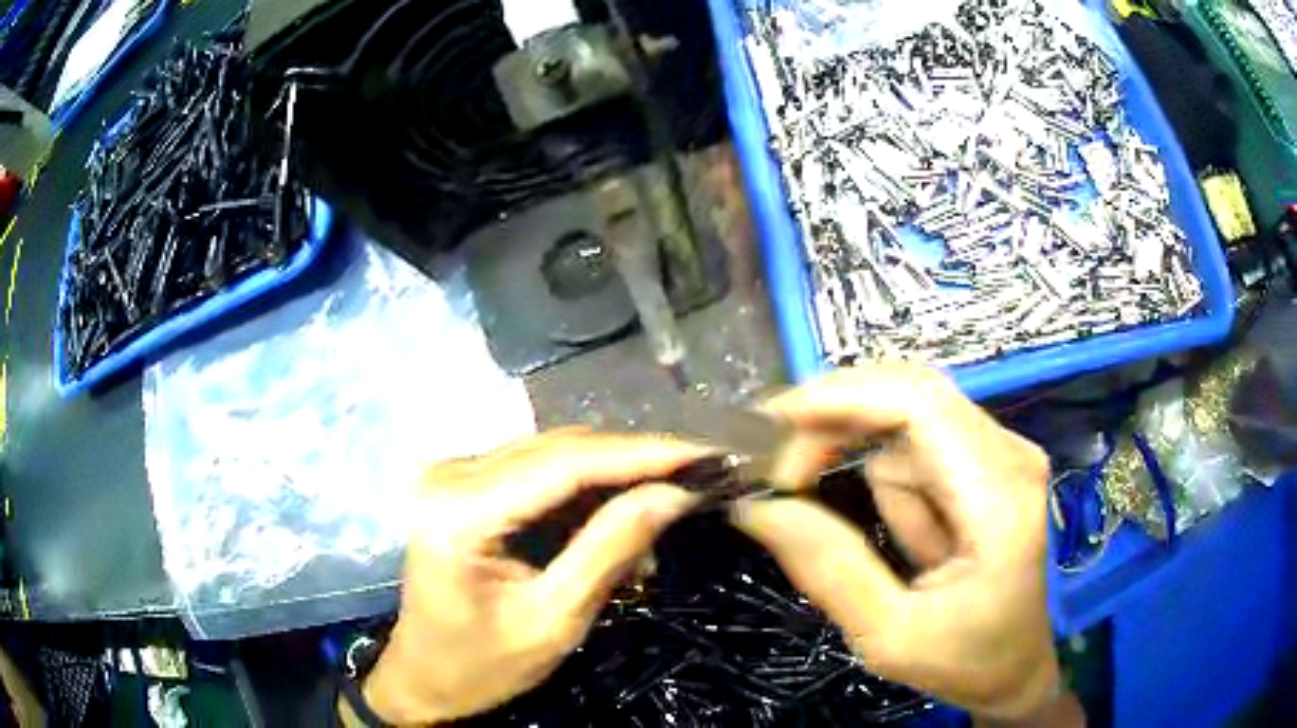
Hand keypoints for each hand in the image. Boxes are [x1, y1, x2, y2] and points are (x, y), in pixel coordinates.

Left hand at [361, 431, 706, 725]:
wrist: (425, 677)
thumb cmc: (482, 666)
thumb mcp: (554, 620)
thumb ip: (610, 550)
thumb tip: (675, 494)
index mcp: (460, 510)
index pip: (565, 463)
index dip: (642, 453)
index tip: (706, 453)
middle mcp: (452, 474)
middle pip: (560, 449)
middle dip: (635, 459)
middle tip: (701, 472)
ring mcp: (455, 474)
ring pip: (554, 454)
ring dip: (615, 473)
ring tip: (673, 491)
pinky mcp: (466, 484)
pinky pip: (539, 471)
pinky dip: (586, 488)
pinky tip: (624, 510)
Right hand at [733, 366, 1060, 721]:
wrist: (1017, 667)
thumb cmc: (964, 660)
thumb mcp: (888, 637)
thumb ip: (828, 569)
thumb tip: (758, 505)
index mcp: (997, 500)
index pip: (918, 404)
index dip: (840, 398)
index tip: (772, 425)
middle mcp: (1009, 454)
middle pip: (910, 393)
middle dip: (839, 423)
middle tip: (788, 478)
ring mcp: (1004, 452)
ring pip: (907, 426)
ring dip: (874, 471)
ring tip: (899, 551)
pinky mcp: (991, 460)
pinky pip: (921, 447)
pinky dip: (896, 482)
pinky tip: (918, 536)